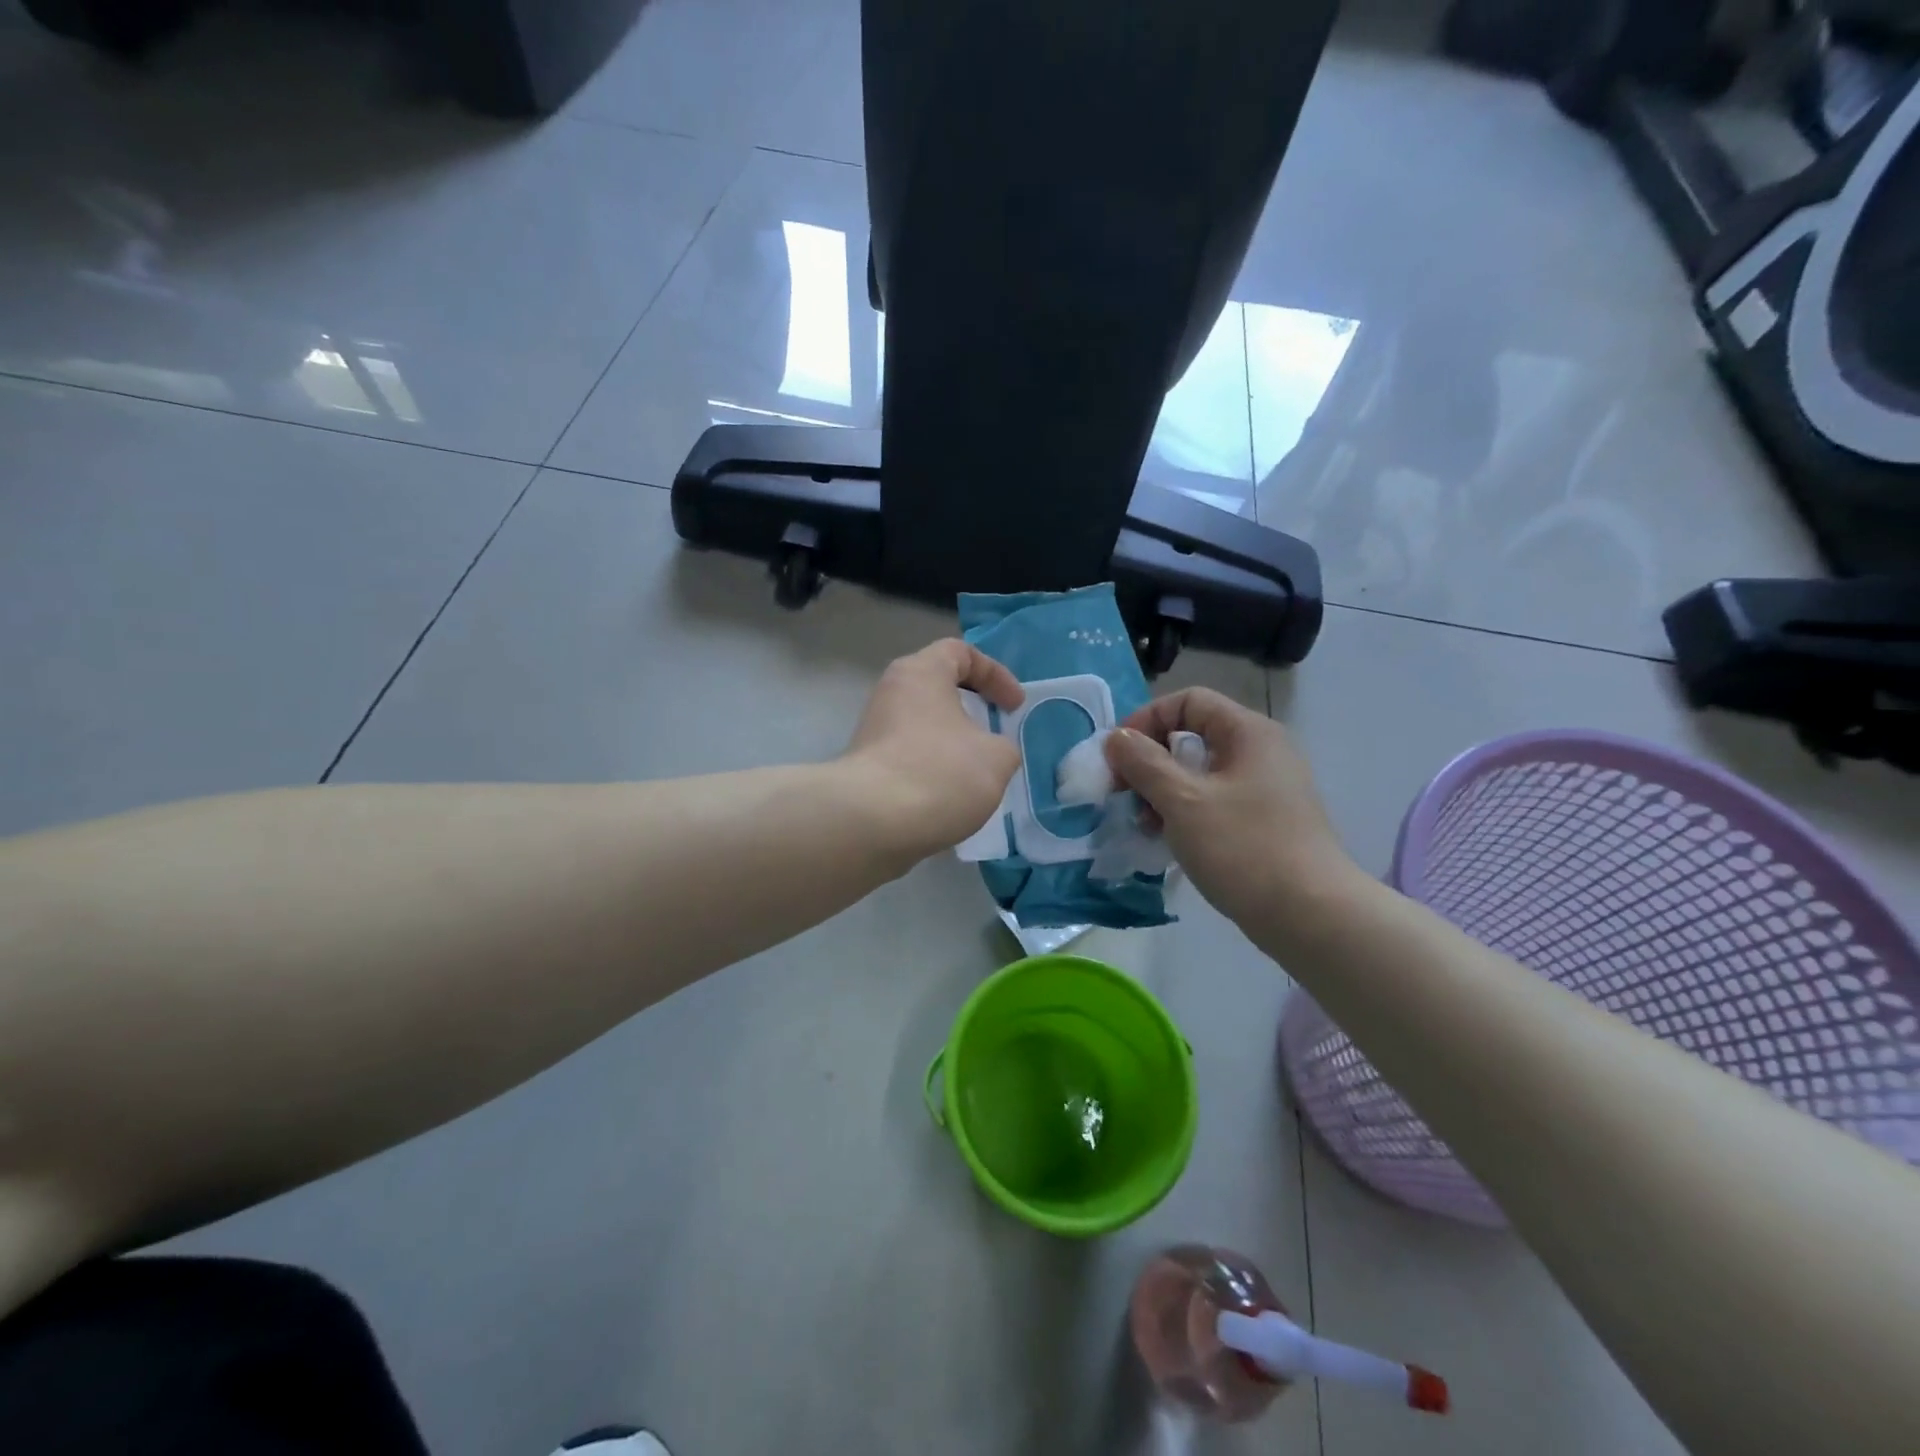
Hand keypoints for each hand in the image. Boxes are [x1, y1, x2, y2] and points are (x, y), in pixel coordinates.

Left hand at [843, 640, 1024, 863]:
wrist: (870, 823)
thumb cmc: (939, 773)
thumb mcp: (996, 758)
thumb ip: (1003, 747)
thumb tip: (989, 754)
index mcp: (921, 673)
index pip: (960, 652)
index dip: (996, 674)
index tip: (1014, 708)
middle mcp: (892, 693)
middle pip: (939, 688)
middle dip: (973, 710)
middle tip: (995, 735)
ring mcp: (874, 730)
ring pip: (924, 725)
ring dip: (953, 743)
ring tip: (976, 774)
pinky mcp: (867, 766)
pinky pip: (910, 755)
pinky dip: (934, 768)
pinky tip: (949, 797)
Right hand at [1103, 688, 1356, 929]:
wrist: (1311, 917)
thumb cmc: (1243, 848)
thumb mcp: (1183, 801)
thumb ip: (1144, 763)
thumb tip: (1117, 739)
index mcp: (1248, 732)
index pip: (1188, 701)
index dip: (1146, 720)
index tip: (1118, 757)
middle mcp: (1261, 751)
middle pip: (1192, 736)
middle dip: (1150, 761)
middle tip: (1123, 794)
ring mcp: (1266, 788)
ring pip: (1200, 773)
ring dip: (1163, 791)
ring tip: (1144, 824)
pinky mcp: (1265, 821)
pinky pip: (1214, 801)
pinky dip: (1186, 812)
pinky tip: (1168, 840)